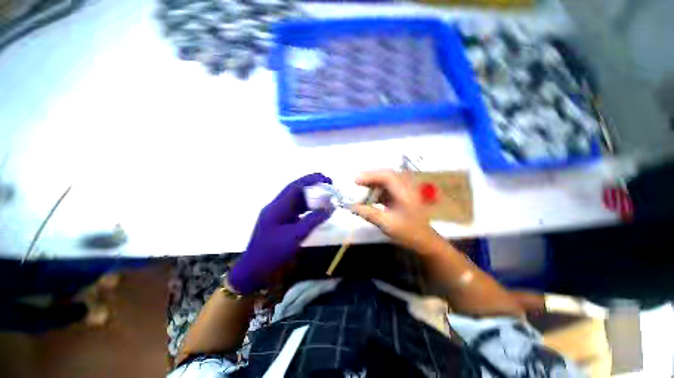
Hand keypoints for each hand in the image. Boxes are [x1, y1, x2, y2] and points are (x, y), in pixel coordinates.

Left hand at [229, 173, 332, 293]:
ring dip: (309, 201)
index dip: (312, 180)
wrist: (254, 271)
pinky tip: (315, 216)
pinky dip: (305, 212)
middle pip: (295, 193)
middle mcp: (275, 209)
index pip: (295, 187)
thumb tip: (330, 208)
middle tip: (331, 190)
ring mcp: (275, 218)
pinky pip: (293, 214)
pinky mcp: (276, 228)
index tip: (328, 179)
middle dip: (312, 189)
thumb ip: (312, 221)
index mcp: (277, 208)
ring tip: (326, 202)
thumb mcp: (295, 237)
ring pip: (294, 204)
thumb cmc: (272, 253)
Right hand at [351, 170, 439, 252]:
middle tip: (356, 184)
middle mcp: (407, 187)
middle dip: (371, 178)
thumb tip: (351, 207)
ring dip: (375, 185)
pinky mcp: (405, 198)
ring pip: (389, 182)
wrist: (425, 241)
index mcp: (405, 192)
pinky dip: (380, 192)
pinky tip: (371, 200)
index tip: (355, 181)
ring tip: (361, 191)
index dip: (370, 175)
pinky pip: (391, 189)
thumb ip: (368, 213)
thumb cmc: (408, 232)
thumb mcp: (387, 224)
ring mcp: (407, 192)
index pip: (387, 175)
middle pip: (388, 176)